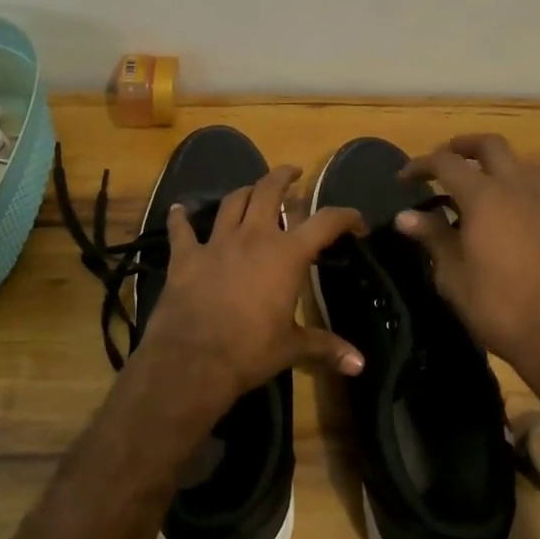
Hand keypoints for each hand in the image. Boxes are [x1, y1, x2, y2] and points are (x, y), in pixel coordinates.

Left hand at [136, 165, 366, 406]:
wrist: (192, 360)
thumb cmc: (250, 351)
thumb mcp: (292, 349)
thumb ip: (325, 348)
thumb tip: (360, 365)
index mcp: (287, 254)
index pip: (325, 222)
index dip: (346, 216)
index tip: (356, 222)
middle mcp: (253, 237)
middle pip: (269, 190)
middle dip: (283, 177)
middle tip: (293, 173)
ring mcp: (217, 243)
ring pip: (232, 202)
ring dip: (244, 192)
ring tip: (252, 190)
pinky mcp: (185, 256)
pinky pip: (182, 229)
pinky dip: (181, 218)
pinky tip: (179, 210)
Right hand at [396, 134, 539, 383]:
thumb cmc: (497, 305)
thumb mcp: (453, 274)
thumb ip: (432, 236)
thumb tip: (405, 216)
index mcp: (484, 196)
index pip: (446, 163)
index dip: (421, 165)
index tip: (403, 179)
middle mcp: (516, 187)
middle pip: (490, 145)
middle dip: (463, 146)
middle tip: (442, 160)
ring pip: (516, 163)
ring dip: (491, 164)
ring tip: (470, 186)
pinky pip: (532, 187)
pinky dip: (511, 186)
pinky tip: (500, 212)